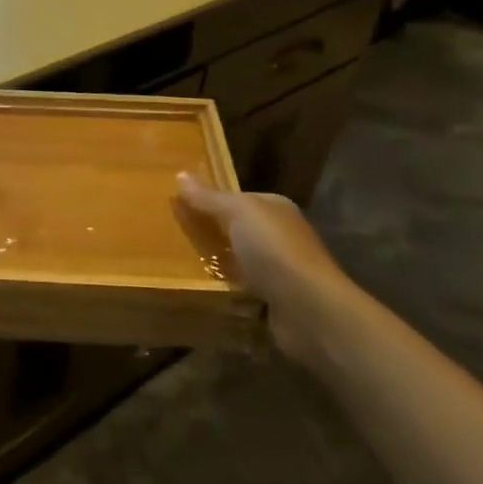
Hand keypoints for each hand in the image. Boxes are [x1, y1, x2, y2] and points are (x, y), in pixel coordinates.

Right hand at [174, 175, 361, 366]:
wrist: (309, 309)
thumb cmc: (274, 250)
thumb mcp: (238, 212)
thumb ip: (209, 197)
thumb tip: (180, 174)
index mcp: (276, 208)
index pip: (238, 199)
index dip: (210, 200)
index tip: (178, 206)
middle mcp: (281, 235)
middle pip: (237, 230)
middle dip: (210, 234)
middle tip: (172, 236)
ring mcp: (280, 269)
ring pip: (238, 261)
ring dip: (216, 265)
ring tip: (178, 265)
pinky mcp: (275, 300)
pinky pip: (241, 290)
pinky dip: (226, 291)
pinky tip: (202, 291)